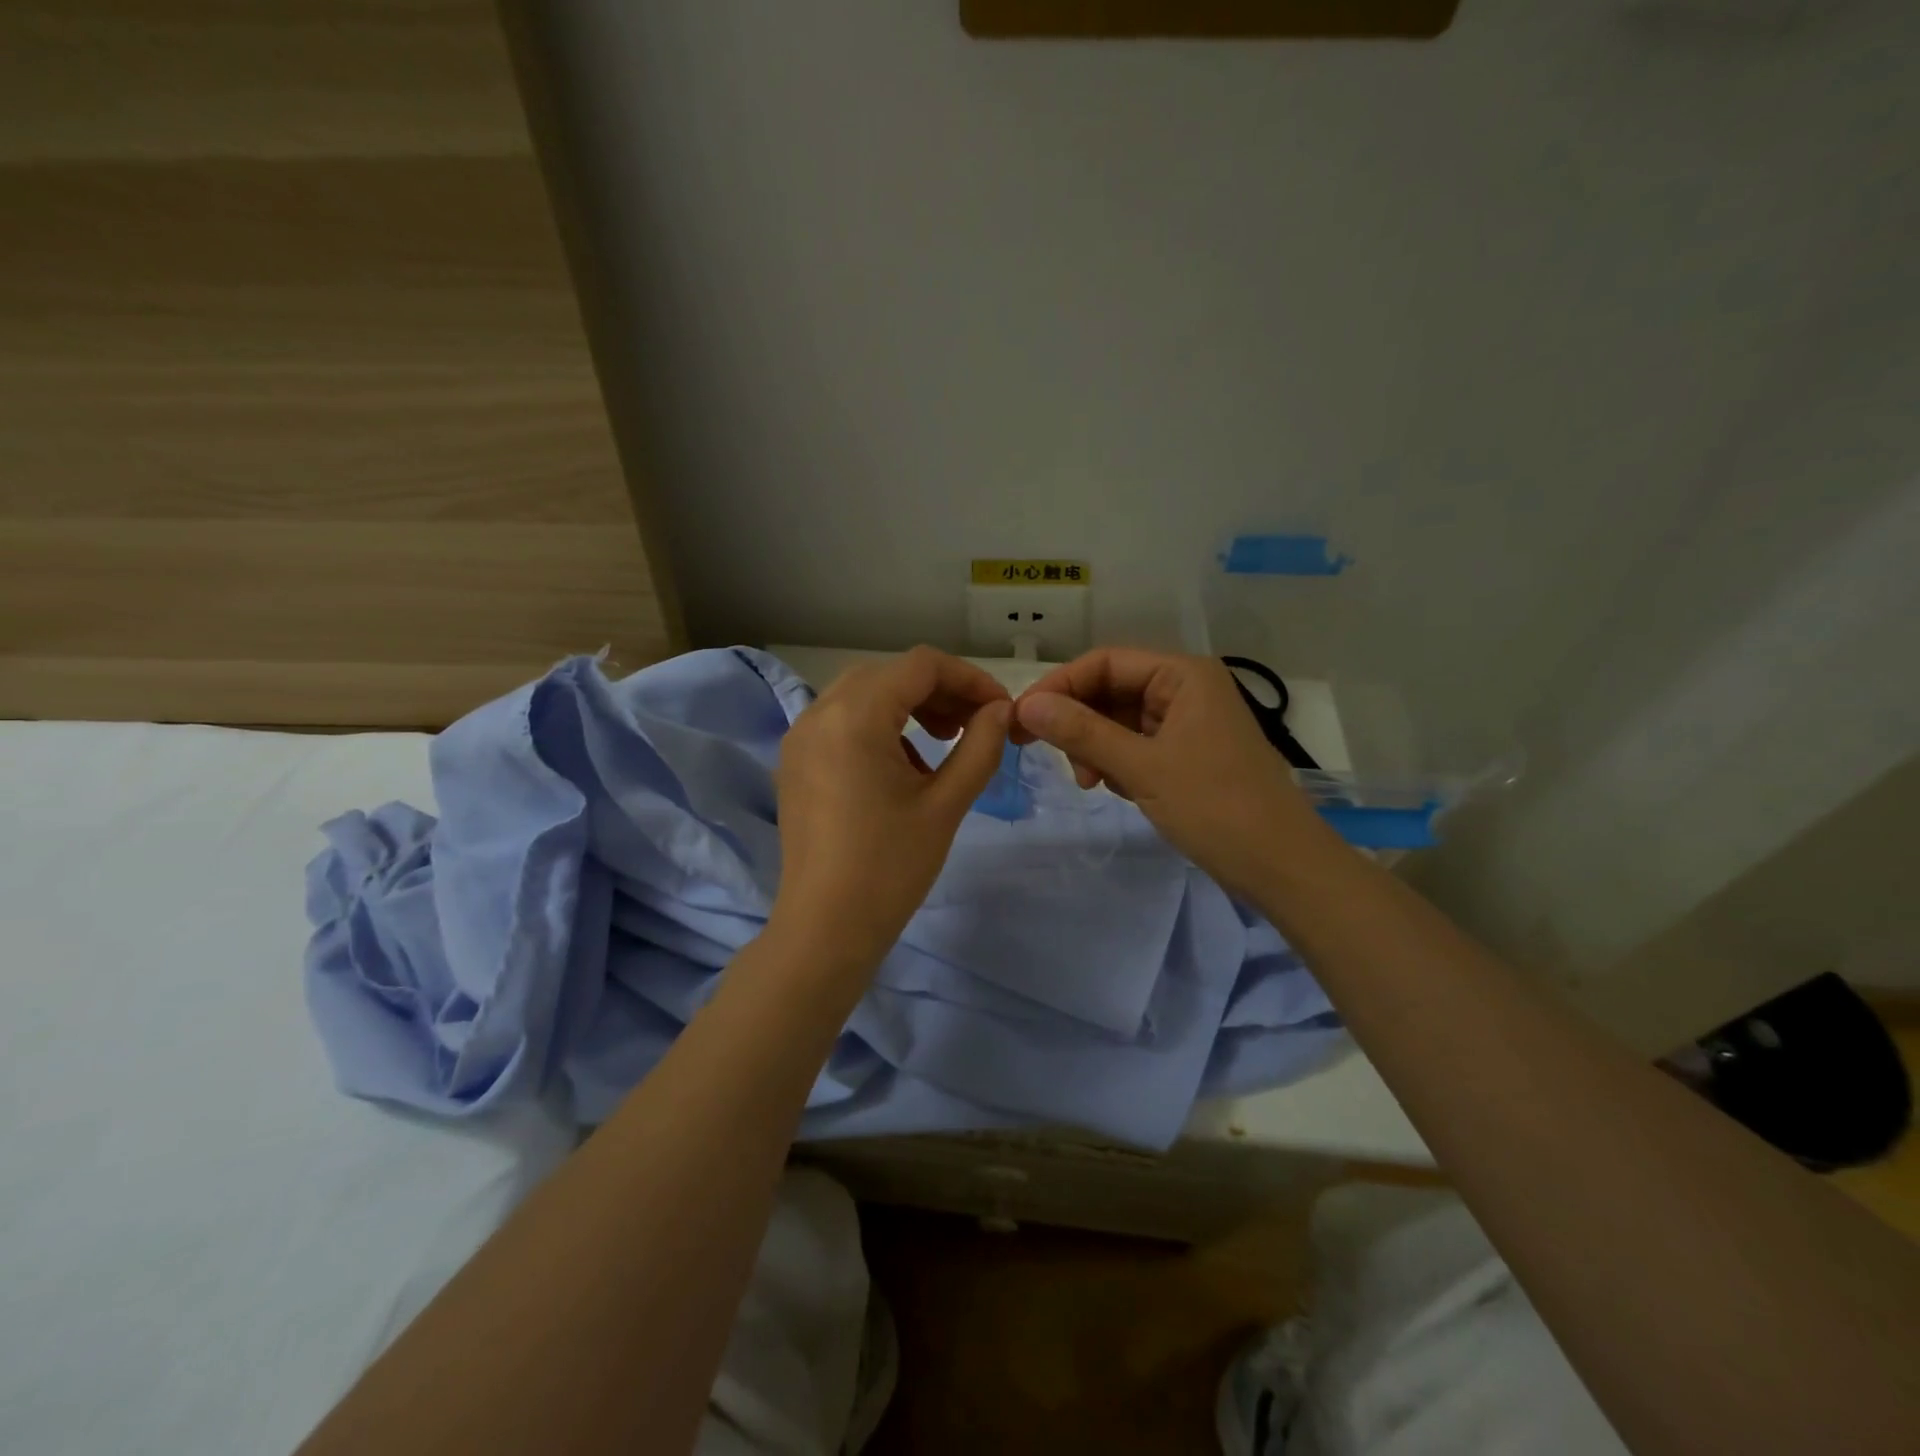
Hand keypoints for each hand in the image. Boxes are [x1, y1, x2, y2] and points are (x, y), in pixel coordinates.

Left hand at [772, 646, 1011, 972]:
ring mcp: (800, 738)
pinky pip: (842, 722)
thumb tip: (1000, 710)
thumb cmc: (891, 868)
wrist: (826, 929)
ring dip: (908, 705)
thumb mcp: (946, 803)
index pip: (920, 665)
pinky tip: (905, 767)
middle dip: (939, 690)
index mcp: (855, 717)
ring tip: (944, 742)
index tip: (999, 709)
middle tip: (974, 724)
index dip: (968, 678)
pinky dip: (879, 726)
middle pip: (889, 674)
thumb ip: (980, 746)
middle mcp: (818, 713)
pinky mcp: (794, 763)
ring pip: (863, 694)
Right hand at [1012, 648, 1332, 898]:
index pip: (1105, 662)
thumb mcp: (1141, 767)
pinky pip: (1137, 745)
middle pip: (1111, 690)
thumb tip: (1027, 705)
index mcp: (1183, 675)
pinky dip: (1119, 763)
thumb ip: (1082, 732)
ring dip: (1097, 748)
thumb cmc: (1215, 807)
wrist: (1281, 867)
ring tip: (1093, 783)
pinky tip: (1117, 789)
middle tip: (1052, 758)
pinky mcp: (1188, 754)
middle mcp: (1186, 689)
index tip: (1023, 720)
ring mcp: (1189, 723)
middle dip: (1079, 723)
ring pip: (1120, 721)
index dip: (1060, 686)